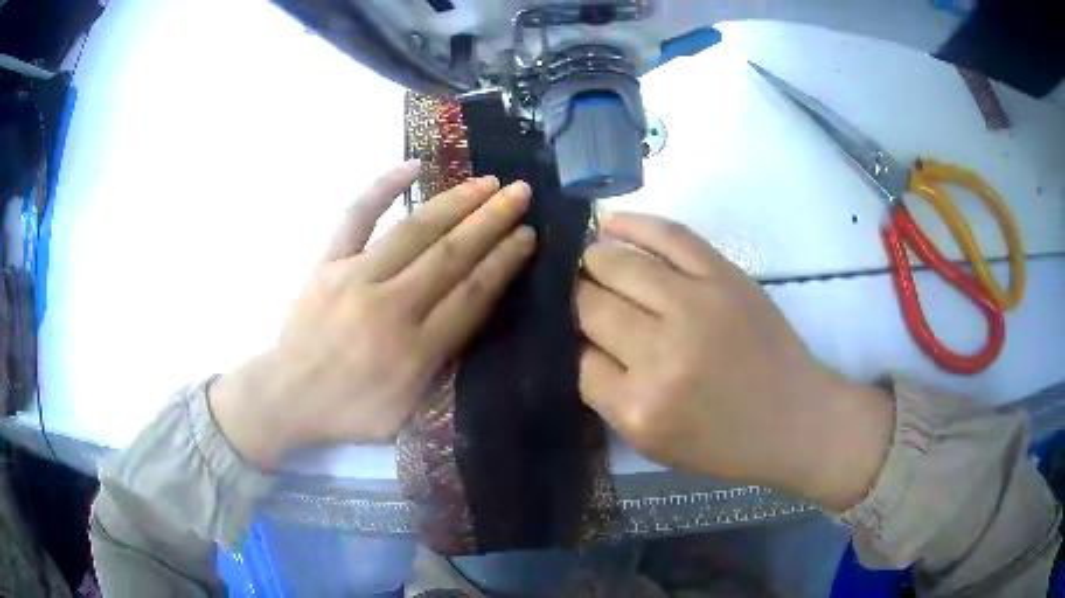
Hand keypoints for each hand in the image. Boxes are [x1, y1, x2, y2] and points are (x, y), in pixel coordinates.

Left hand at [209, 161, 535, 469]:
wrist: (286, 397)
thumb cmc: (349, 410)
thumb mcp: (406, 413)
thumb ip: (441, 368)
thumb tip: (471, 317)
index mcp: (413, 352)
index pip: (471, 296)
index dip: (504, 262)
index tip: (527, 235)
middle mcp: (389, 308)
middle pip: (450, 256)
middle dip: (492, 221)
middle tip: (521, 193)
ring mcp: (355, 278)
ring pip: (413, 230)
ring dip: (454, 203)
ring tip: (486, 182)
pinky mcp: (327, 263)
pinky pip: (355, 217)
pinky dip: (382, 188)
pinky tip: (411, 166)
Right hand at [576, 213, 892, 509]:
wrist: (796, 419)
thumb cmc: (725, 443)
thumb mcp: (654, 443)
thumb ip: (609, 395)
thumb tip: (578, 340)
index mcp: (639, 408)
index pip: (575, 359)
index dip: (568, 342)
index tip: (573, 335)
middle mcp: (661, 353)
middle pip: (590, 306)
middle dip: (575, 299)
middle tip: (578, 297)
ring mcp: (695, 305)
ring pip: (616, 264)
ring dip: (593, 261)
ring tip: (590, 263)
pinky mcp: (724, 276)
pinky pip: (668, 235)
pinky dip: (632, 223)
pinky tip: (609, 222)